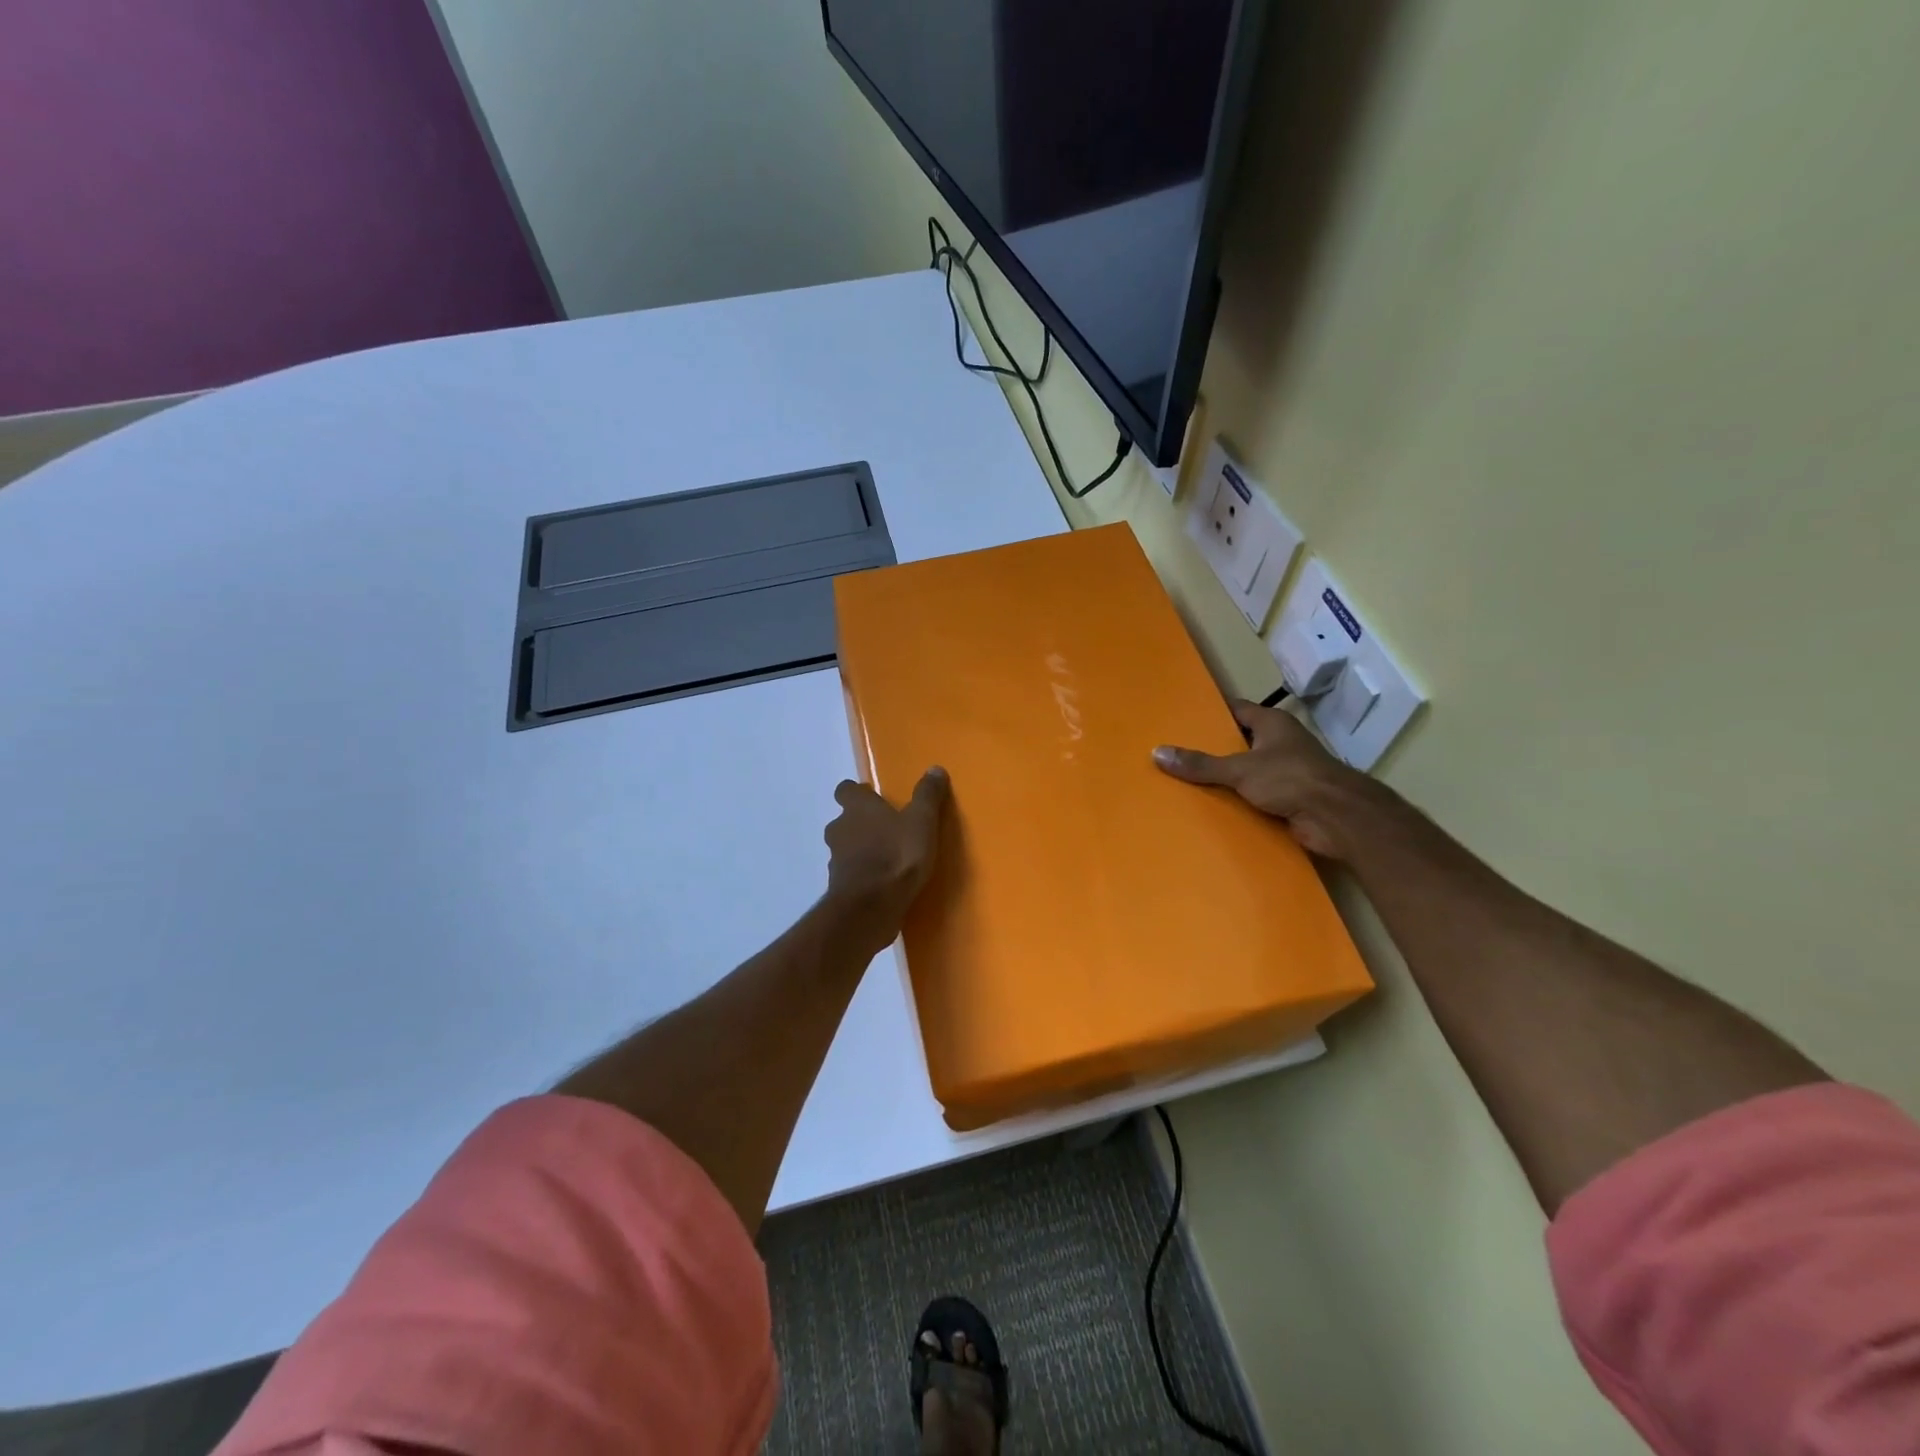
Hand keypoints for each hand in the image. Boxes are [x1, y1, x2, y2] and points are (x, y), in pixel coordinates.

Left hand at [823, 768, 949, 940]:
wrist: (871, 906)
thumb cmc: (897, 854)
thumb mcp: (921, 821)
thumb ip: (927, 795)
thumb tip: (935, 768)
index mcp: (857, 808)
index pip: (845, 790)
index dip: (857, 793)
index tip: (872, 797)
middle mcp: (840, 829)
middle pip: (844, 820)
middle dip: (860, 824)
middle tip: (885, 829)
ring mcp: (835, 859)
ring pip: (845, 848)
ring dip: (860, 850)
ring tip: (886, 858)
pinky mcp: (839, 887)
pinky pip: (850, 874)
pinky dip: (862, 875)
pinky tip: (882, 883)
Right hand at [1153, 701, 1372, 858]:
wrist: (1337, 817)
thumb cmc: (1290, 778)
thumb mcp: (1238, 769)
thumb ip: (1200, 764)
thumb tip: (1157, 753)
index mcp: (1272, 724)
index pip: (1237, 710)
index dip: (1213, 713)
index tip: (1185, 719)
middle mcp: (1281, 743)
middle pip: (1241, 741)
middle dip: (1214, 749)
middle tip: (1179, 754)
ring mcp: (1288, 772)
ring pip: (1249, 771)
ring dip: (1227, 779)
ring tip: (1188, 783)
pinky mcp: (1291, 799)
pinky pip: (1258, 796)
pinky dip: (1240, 802)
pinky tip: (1215, 808)